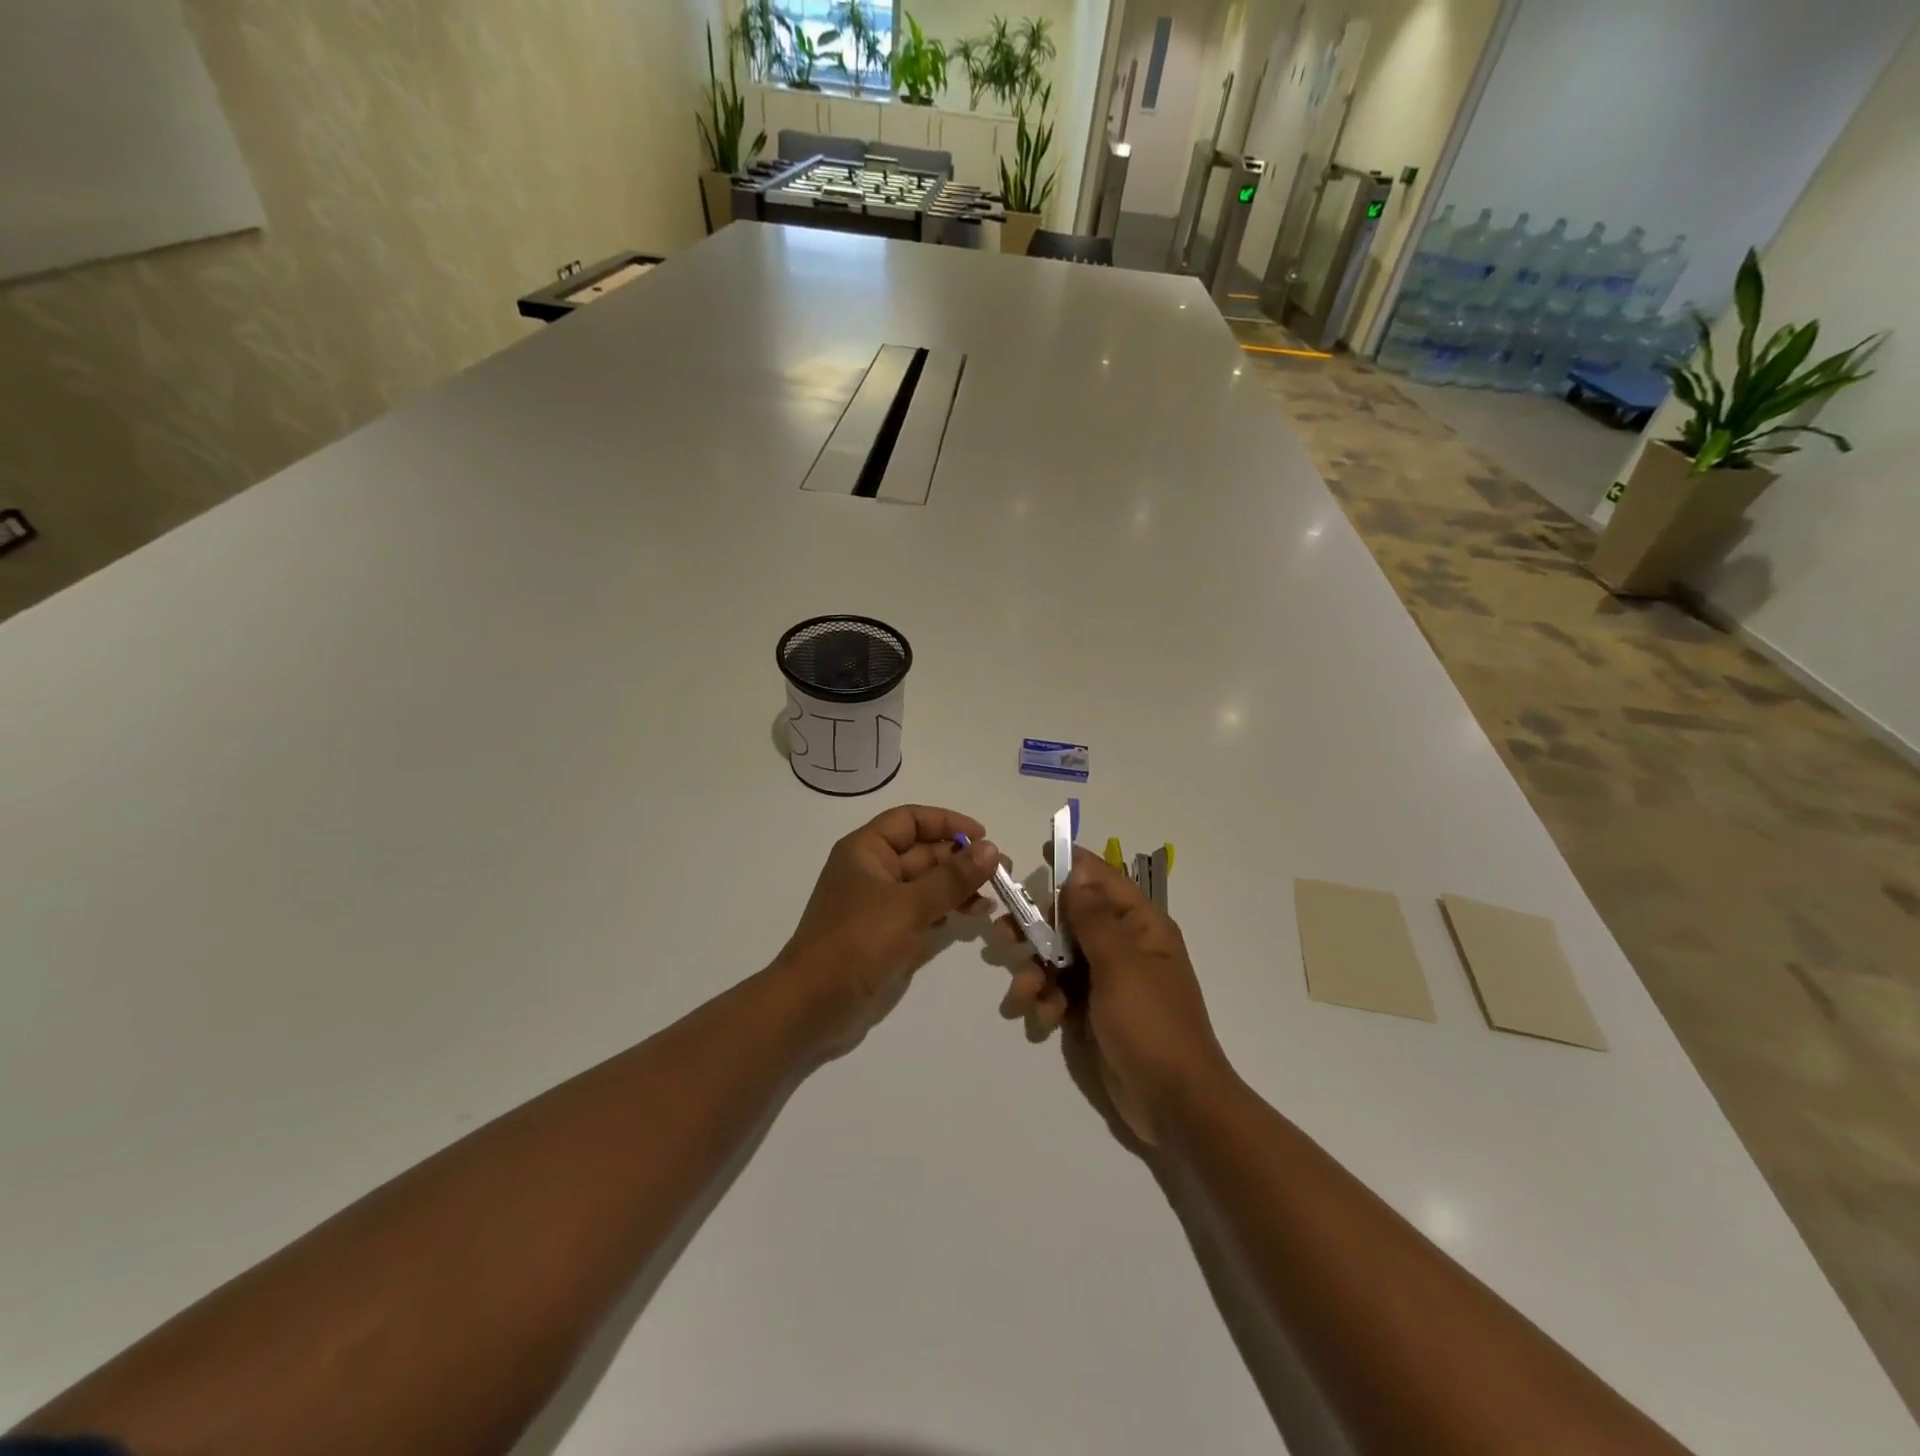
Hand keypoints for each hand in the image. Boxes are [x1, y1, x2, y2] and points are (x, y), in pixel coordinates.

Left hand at [779, 804, 1000, 1052]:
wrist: (812, 1004)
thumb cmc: (856, 942)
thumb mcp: (909, 906)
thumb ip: (952, 878)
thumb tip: (991, 848)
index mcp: (866, 850)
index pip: (911, 820)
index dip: (947, 823)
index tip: (983, 837)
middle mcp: (871, 870)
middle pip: (922, 852)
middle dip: (960, 859)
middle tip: (1003, 873)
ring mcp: (877, 903)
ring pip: (925, 883)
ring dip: (957, 886)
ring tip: (992, 898)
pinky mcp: (884, 933)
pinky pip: (920, 910)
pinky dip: (945, 909)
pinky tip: (969, 917)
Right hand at [998, 847, 1233, 1143]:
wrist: (1174, 1104)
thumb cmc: (1152, 1025)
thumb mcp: (1121, 966)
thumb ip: (1094, 919)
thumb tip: (1078, 875)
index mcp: (1141, 927)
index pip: (1104, 881)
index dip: (1073, 865)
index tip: (1040, 853)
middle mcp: (1124, 947)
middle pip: (1071, 920)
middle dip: (1037, 928)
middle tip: (1003, 934)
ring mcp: (1109, 981)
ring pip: (1059, 958)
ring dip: (1037, 971)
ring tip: (1023, 993)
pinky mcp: (1094, 1012)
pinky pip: (1061, 992)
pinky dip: (1046, 1001)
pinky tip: (1043, 1019)